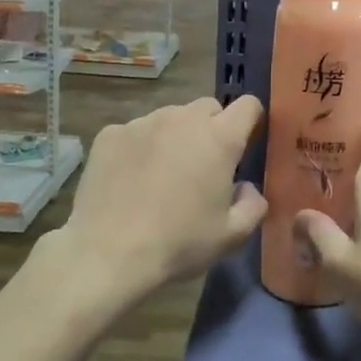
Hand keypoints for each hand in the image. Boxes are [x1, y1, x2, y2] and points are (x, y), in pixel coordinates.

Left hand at [51, 95, 267, 308]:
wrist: (107, 255)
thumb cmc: (178, 244)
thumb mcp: (231, 236)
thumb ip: (253, 205)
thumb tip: (246, 188)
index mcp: (219, 139)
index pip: (248, 106)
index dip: (251, 121)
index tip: (245, 144)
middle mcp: (182, 119)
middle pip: (208, 108)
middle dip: (212, 129)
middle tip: (203, 166)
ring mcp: (143, 123)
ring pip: (170, 118)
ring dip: (175, 136)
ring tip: (162, 174)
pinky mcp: (110, 134)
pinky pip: (135, 131)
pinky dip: (140, 147)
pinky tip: (130, 179)